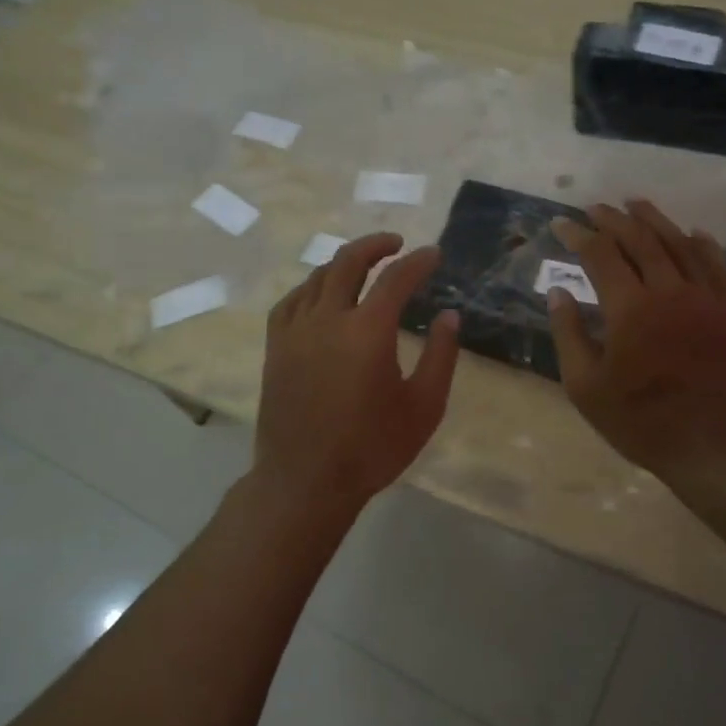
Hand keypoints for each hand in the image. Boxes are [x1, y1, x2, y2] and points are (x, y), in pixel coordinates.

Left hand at [254, 232, 460, 516]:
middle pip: (348, 262)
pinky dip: (310, 287)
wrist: (305, 481)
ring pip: (317, 278)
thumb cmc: (372, 448)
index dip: (418, 262)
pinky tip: (320, 294)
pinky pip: (290, 302)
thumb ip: (441, 356)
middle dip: (375, 245)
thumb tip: (449, 316)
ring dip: (343, 263)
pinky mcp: (275, 349)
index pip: (395, 279)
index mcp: (367, 331)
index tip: (434, 254)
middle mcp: (327, 319)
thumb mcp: (424, 406)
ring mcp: (295, 332)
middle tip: (397, 244)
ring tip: (363, 265)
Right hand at [547, 200, 725, 482]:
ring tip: (636, 204)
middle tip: (595, 208)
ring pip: (679, 244)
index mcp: (629, 308)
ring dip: (655, 220)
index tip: (561, 224)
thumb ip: (569, 334)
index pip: (600, 255)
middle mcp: (669, 290)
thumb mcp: (586, 387)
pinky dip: (704, 245)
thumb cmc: (640, 421)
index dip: (578, 235)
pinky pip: (718, 266)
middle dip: (614, 219)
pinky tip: (694, 233)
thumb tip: (558, 292)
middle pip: (640, 240)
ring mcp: (705, 298)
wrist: (714, 446)